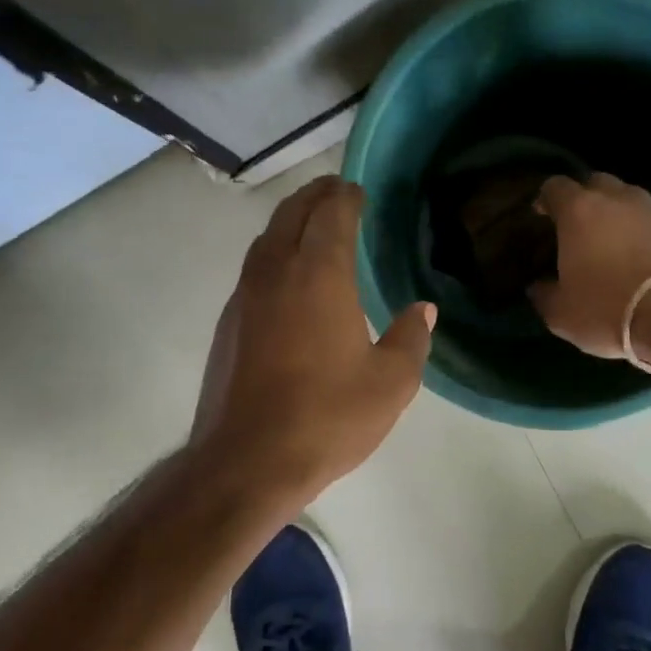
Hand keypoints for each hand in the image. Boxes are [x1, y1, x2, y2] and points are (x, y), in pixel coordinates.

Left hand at [191, 177, 434, 506]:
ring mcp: (244, 297)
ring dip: (289, 223)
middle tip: (336, 192)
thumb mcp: (390, 384)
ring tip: (311, 226)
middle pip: (291, 215)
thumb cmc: (327, 417)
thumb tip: (421, 310)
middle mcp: (275, 272)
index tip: (358, 190)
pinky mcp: (228, 325)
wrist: (248, 460)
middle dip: (315, 196)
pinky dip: (273, 256)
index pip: (332, 214)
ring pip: (266, 240)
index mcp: (319, 275)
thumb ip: (410, 339)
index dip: (346, 196)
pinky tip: (287, 281)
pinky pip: (253, 271)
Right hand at [529, 173, 650, 362]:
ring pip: (627, 200)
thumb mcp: (560, 313)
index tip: (540, 217)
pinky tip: (637, 258)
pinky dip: (640, 233)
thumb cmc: (607, 309)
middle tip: (576, 229)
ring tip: (609, 245)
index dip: (545, 200)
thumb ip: (544, 294)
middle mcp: (616, 199)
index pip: (554, 187)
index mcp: (579, 210)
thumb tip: (538, 286)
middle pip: (595, 184)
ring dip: (615, 216)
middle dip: (583, 200)